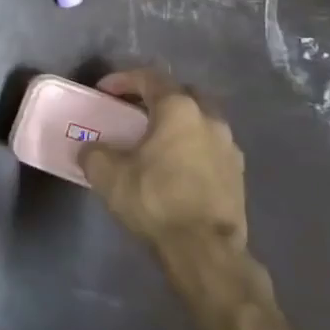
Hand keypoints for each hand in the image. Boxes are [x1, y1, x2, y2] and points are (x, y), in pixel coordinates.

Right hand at [80, 69, 246, 252]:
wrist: (205, 250)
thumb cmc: (155, 199)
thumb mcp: (108, 174)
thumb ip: (95, 153)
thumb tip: (90, 150)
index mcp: (179, 109)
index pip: (150, 78)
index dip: (123, 80)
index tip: (104, 91)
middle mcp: (210, 119)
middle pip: (181, 95)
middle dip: (157, 98)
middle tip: (134, 112)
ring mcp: (229, 148)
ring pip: (200, 123)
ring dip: (177, 126)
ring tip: (155, 143)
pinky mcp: (238, 176)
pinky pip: (209, 149)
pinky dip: (191, 150)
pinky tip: (175, 169)